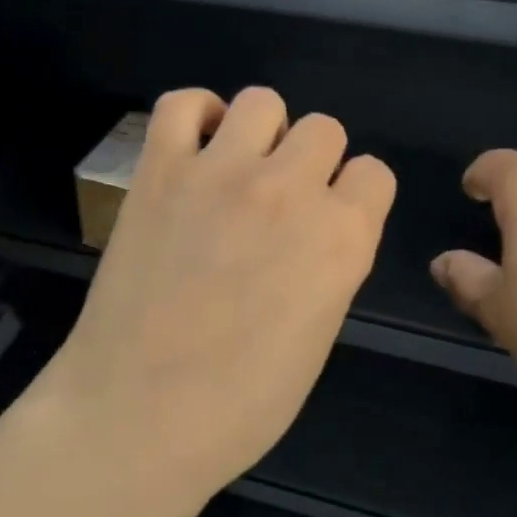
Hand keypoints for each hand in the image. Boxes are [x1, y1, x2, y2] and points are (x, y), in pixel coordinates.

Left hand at [34, 87, 395, 495]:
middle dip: (313, 162)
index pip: (374, 174)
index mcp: (343, 238)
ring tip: (239, 173)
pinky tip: (197, 150)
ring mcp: (220, 172)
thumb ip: (329, 268)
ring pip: (263, 102)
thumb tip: (314, 238)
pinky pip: (181, 104)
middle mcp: (290, 189)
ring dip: (262, 134)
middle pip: (325, 129)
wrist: (141, 415)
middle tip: (281, 204)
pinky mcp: (159, 171)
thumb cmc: (242, 404)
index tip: (332, 221)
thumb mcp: (318, 337)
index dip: (355, 198)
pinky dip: (196, 115)